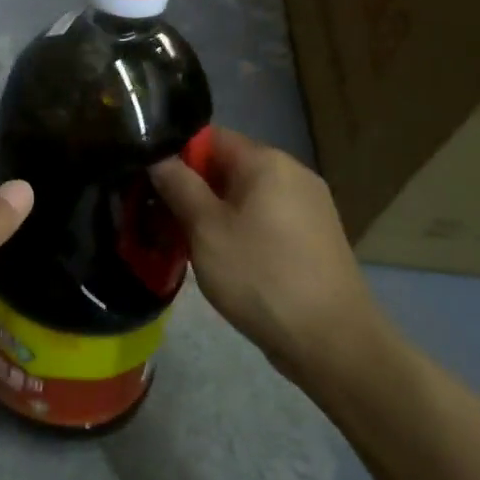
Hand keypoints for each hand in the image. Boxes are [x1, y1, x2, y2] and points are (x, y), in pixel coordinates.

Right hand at [151, 128, 392, 392]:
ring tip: (182, 241)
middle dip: (190, 187)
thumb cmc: (261, 276)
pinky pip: (263, 218)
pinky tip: (219, 258)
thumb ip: (178, 185)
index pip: (210, 137)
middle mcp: (293, 174)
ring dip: (211, 212)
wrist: (332, 342)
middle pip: (227, 166)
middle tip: (156, 216)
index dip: (174, 155)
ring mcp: (307, 207)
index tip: (147, 182)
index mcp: (268, 162)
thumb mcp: (205, 229)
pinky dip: (236, 229)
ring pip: (243, 196)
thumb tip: (156, 157)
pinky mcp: (312, 238)